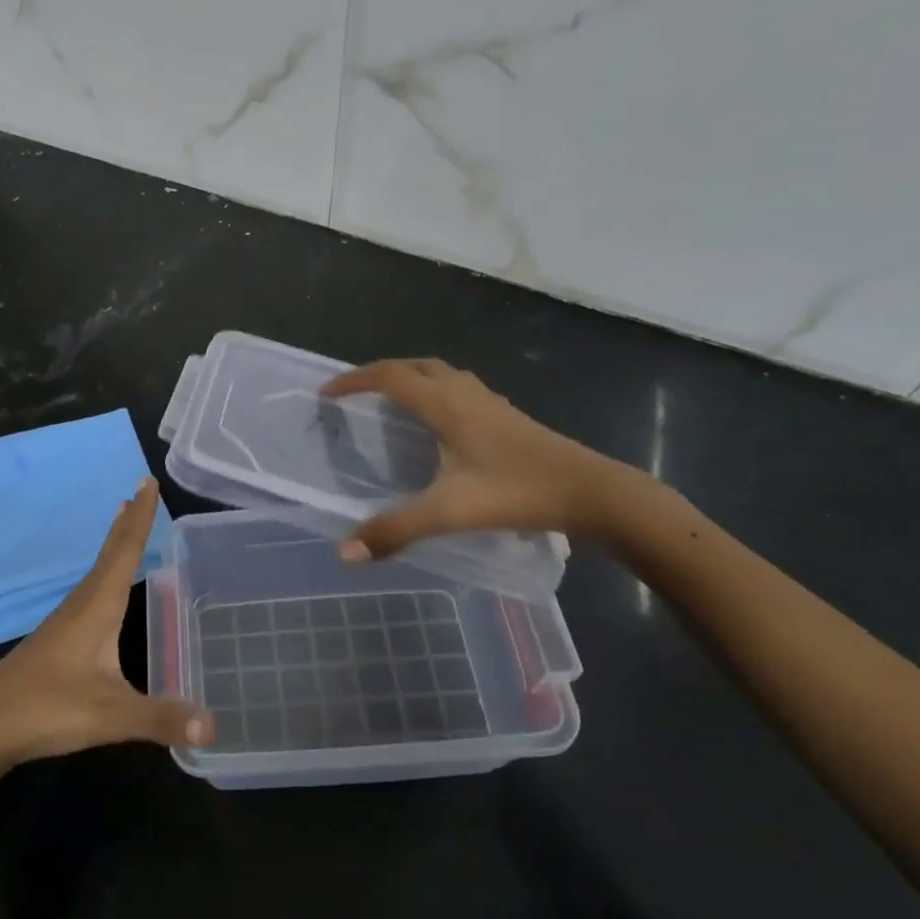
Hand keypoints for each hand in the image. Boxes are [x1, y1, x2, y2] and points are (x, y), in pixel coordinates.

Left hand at [0, 479, 213, 781]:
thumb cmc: (46, 710)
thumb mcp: (110, 716)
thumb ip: (161, 719)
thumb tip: (214, 727)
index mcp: (96, 608)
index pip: (124, 552)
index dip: (140, 517)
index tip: (148, 482)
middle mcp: (79, 606)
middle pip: (109, 555)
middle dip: (128, 523)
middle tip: (141, 490)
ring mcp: (63, 624)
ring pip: (96, 574)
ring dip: (114, 547)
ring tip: (125, 526)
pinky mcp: (54, 643)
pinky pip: (88, 595)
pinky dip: (104, 577)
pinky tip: (104, 593)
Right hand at [321, 358, 646, 558]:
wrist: (591, 492)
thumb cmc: (517, 492)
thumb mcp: (449, 512)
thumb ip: (396, 529)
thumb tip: (345, 552)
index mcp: (445, 405)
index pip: (389, 376)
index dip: (355, 379)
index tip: (328, 392)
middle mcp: (465, 393)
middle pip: (415, 366)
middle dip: (380, 373)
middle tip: (357, 393)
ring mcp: (490, 402)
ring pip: (442, 374)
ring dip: (411, 378)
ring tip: (392, 401)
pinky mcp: (507, 416)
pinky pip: (461, 389)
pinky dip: (437, 392)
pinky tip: (441, 423)